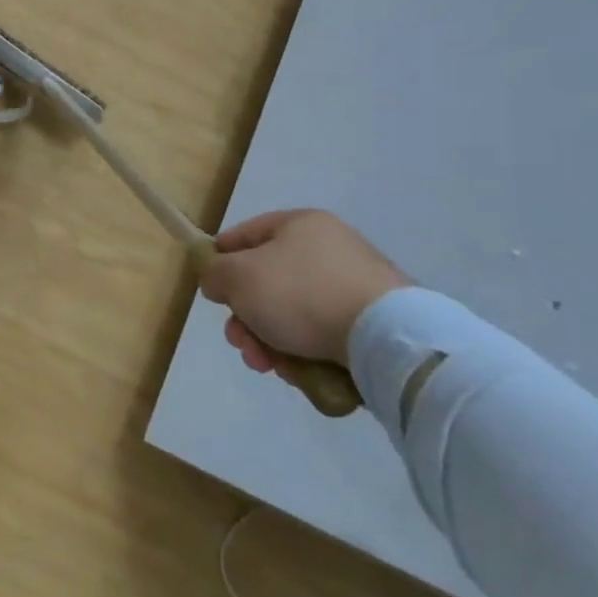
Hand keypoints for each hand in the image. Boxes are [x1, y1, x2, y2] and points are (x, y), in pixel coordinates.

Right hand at [198, 210, 409, 370]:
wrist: (385, 339)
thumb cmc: (300, 293)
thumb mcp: (237, 277)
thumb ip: (214, 272)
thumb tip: (217, 280)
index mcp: (299, 224)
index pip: (244, 235)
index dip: (220, 261)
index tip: (212, 292)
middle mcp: (329, 248)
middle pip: (268, 282)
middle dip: (246, 317)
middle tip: (239, 342)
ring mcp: (356, 287)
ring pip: (292, 314)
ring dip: (270, 340)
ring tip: (268, 366)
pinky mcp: (374, 324)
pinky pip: (323, 334)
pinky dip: (304, 352)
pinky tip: (298, 372)